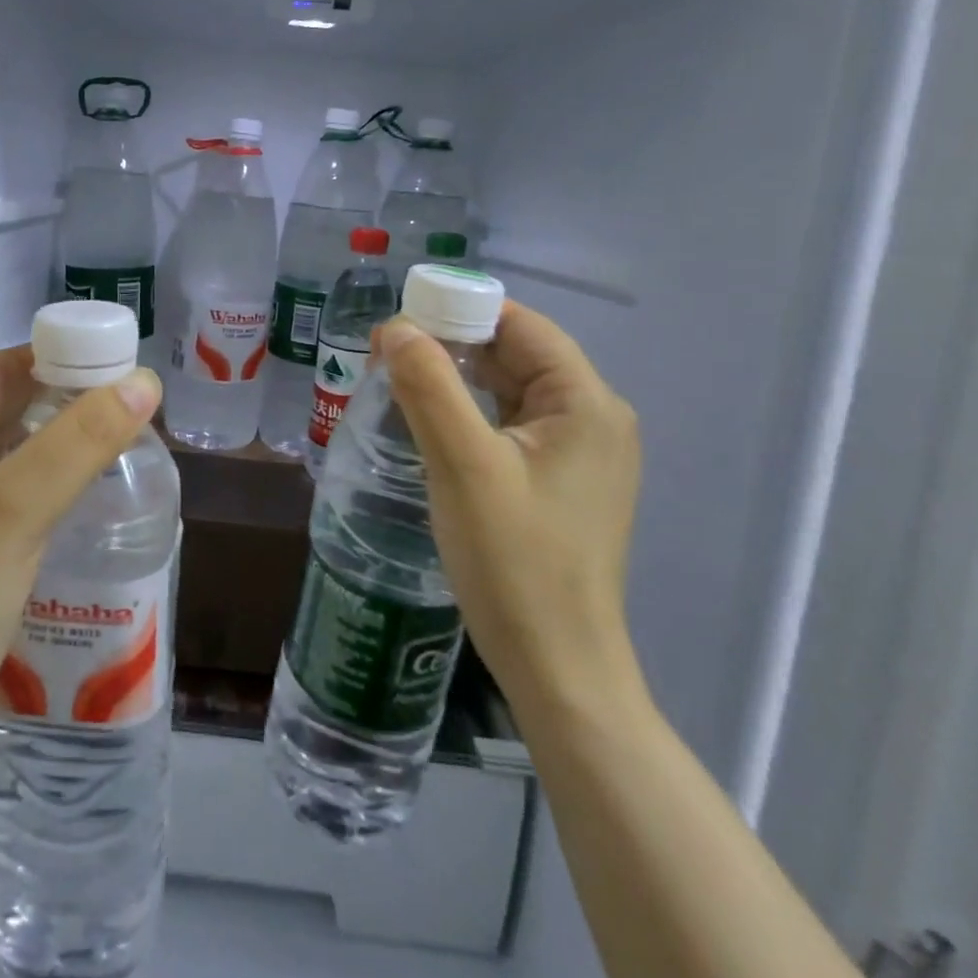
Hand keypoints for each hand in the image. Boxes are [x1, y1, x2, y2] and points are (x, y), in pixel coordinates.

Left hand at [0, 347, 161, 770]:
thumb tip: (144, 381)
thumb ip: (79, 441)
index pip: (5, 368)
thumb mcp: (12, 514)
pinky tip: (89, 494)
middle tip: (142, 418)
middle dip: (71, 409)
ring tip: (129, 449)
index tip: (132, 379)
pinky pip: (7, 486)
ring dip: (63, 448)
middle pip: (9, 405)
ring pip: (12, 448)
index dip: (69, 364)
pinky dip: (46, 484)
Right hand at [378, 302, 641, 710]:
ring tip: (396, 380)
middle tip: (385, 353)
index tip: (399, 320)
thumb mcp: (464, 465)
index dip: (460, 311)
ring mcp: (579, 455)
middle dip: (451, 346)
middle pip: (516, 356)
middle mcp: (592, 419)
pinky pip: (509, 427)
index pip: (522, 326)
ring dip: (456, 380)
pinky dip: (468, 414)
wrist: (556, 666)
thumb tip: (395, 326)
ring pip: (508, 392)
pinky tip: (428, 422)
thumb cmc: (515, 562)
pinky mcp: (559, 484)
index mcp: (586, 403)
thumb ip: (430, 386)